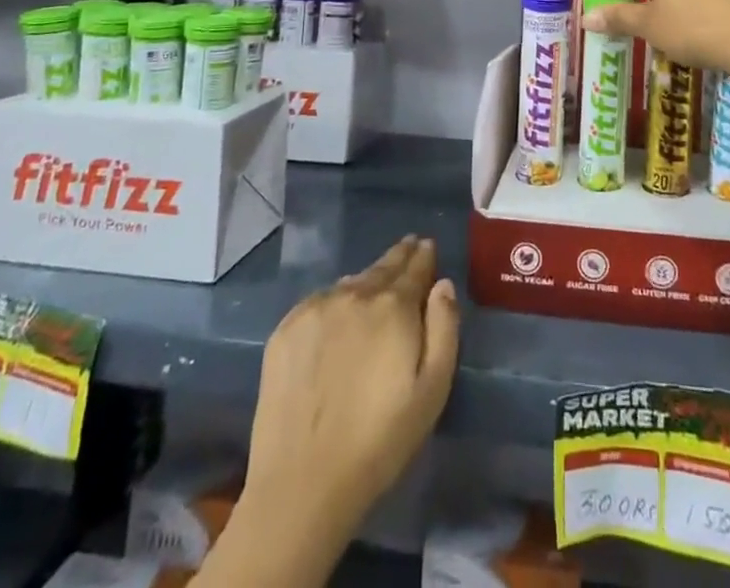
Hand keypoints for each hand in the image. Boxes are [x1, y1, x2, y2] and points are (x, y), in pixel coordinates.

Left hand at [229, 237, 458, 571]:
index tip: (426, 246)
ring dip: (367, 280)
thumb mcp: (433, 390)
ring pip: (350, 283)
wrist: (302, 484)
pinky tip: (338, 315)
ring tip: (375, 284)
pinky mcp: (285, 330)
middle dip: (399, 257)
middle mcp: (354, 294)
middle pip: (382, 267)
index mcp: (394, 306)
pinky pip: (320, 302)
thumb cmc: (380, 442)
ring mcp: (315, 309)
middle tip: (408, 247)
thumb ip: (444, 328)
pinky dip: (335, 300)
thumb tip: (442, 285)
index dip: (423, 256)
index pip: (414, 267)